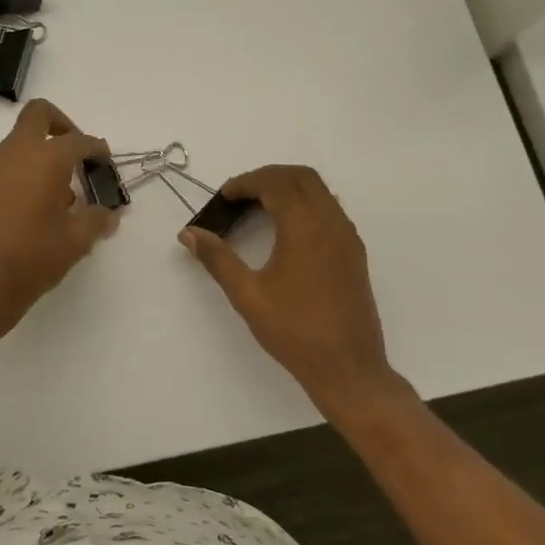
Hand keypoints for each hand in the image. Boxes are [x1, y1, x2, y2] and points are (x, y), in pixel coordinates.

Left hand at [0, 99, 120, 332]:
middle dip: (61, 125)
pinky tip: (31, 213)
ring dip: (39, 158)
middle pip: (38, 116)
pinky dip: (20, 179)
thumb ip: (97, 220)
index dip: (97, 149)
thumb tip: (109, 214)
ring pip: (17, 146)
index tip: (105, 164)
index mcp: (44, 159)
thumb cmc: (33, 257)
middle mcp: (13, 155)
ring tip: (58, 196)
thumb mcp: (76, 241)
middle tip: (75, 154)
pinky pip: (2, 172)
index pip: (78, 141)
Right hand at [180, 165, 405, 420]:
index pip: (277, 184)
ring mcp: (348, 238)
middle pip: (303, 178)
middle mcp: (332, 223)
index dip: (246, 182)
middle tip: (238, 196)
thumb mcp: (247, 295)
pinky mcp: (354, 254)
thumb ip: (218, 259)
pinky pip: (330, 211)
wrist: (347, 366)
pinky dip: (305, 206)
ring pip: (321, 192)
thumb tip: (189, 233)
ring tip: (258, 209)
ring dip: (289, 189)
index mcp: (306, 228)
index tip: (222, 197)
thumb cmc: (293, 330)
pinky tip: (285, 232)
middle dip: (269, 177)